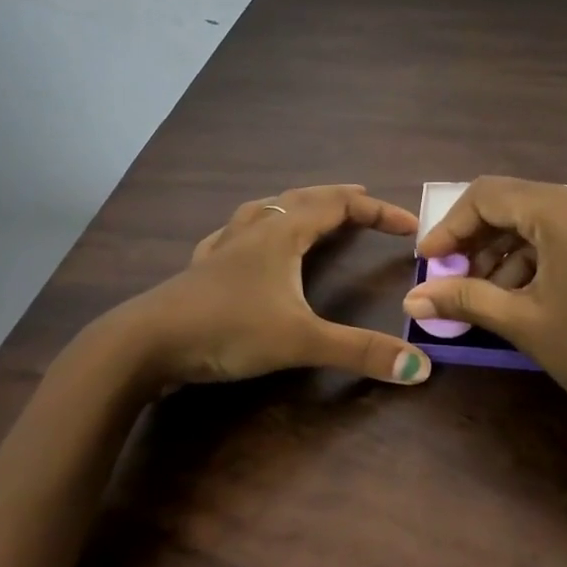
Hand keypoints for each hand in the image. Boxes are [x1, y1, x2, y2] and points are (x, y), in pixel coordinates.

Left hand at [115, 184, 432, 390]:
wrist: (146, 343)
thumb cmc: (227, 329)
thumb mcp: (300, 341)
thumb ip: (359, 352)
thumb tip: (420, 369)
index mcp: (281, 234)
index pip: (339, 206)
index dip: (377, 212)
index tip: (409, 226)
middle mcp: (254, 231)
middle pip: (302, 199)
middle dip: (337, 198)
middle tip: (364, 201)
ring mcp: (223, 248)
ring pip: (264, 210)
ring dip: (294, 206)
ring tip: (309, 210)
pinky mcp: (201, 269)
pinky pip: (233, 234)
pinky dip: (253, 230)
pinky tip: (243, 241)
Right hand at [403, 177, 566, 447]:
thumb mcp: (527, 324)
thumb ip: (466, 300)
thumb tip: (412, 300)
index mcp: (563, 210)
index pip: (487, 196)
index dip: (450, 228)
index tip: (427, 264)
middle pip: (513, 204)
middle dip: (476, 242)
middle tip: (450, 282)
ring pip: (538, 221)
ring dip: (503, 253)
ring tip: (481, 297)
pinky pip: (564, 235)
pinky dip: (535, 259)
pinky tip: (519, 296)